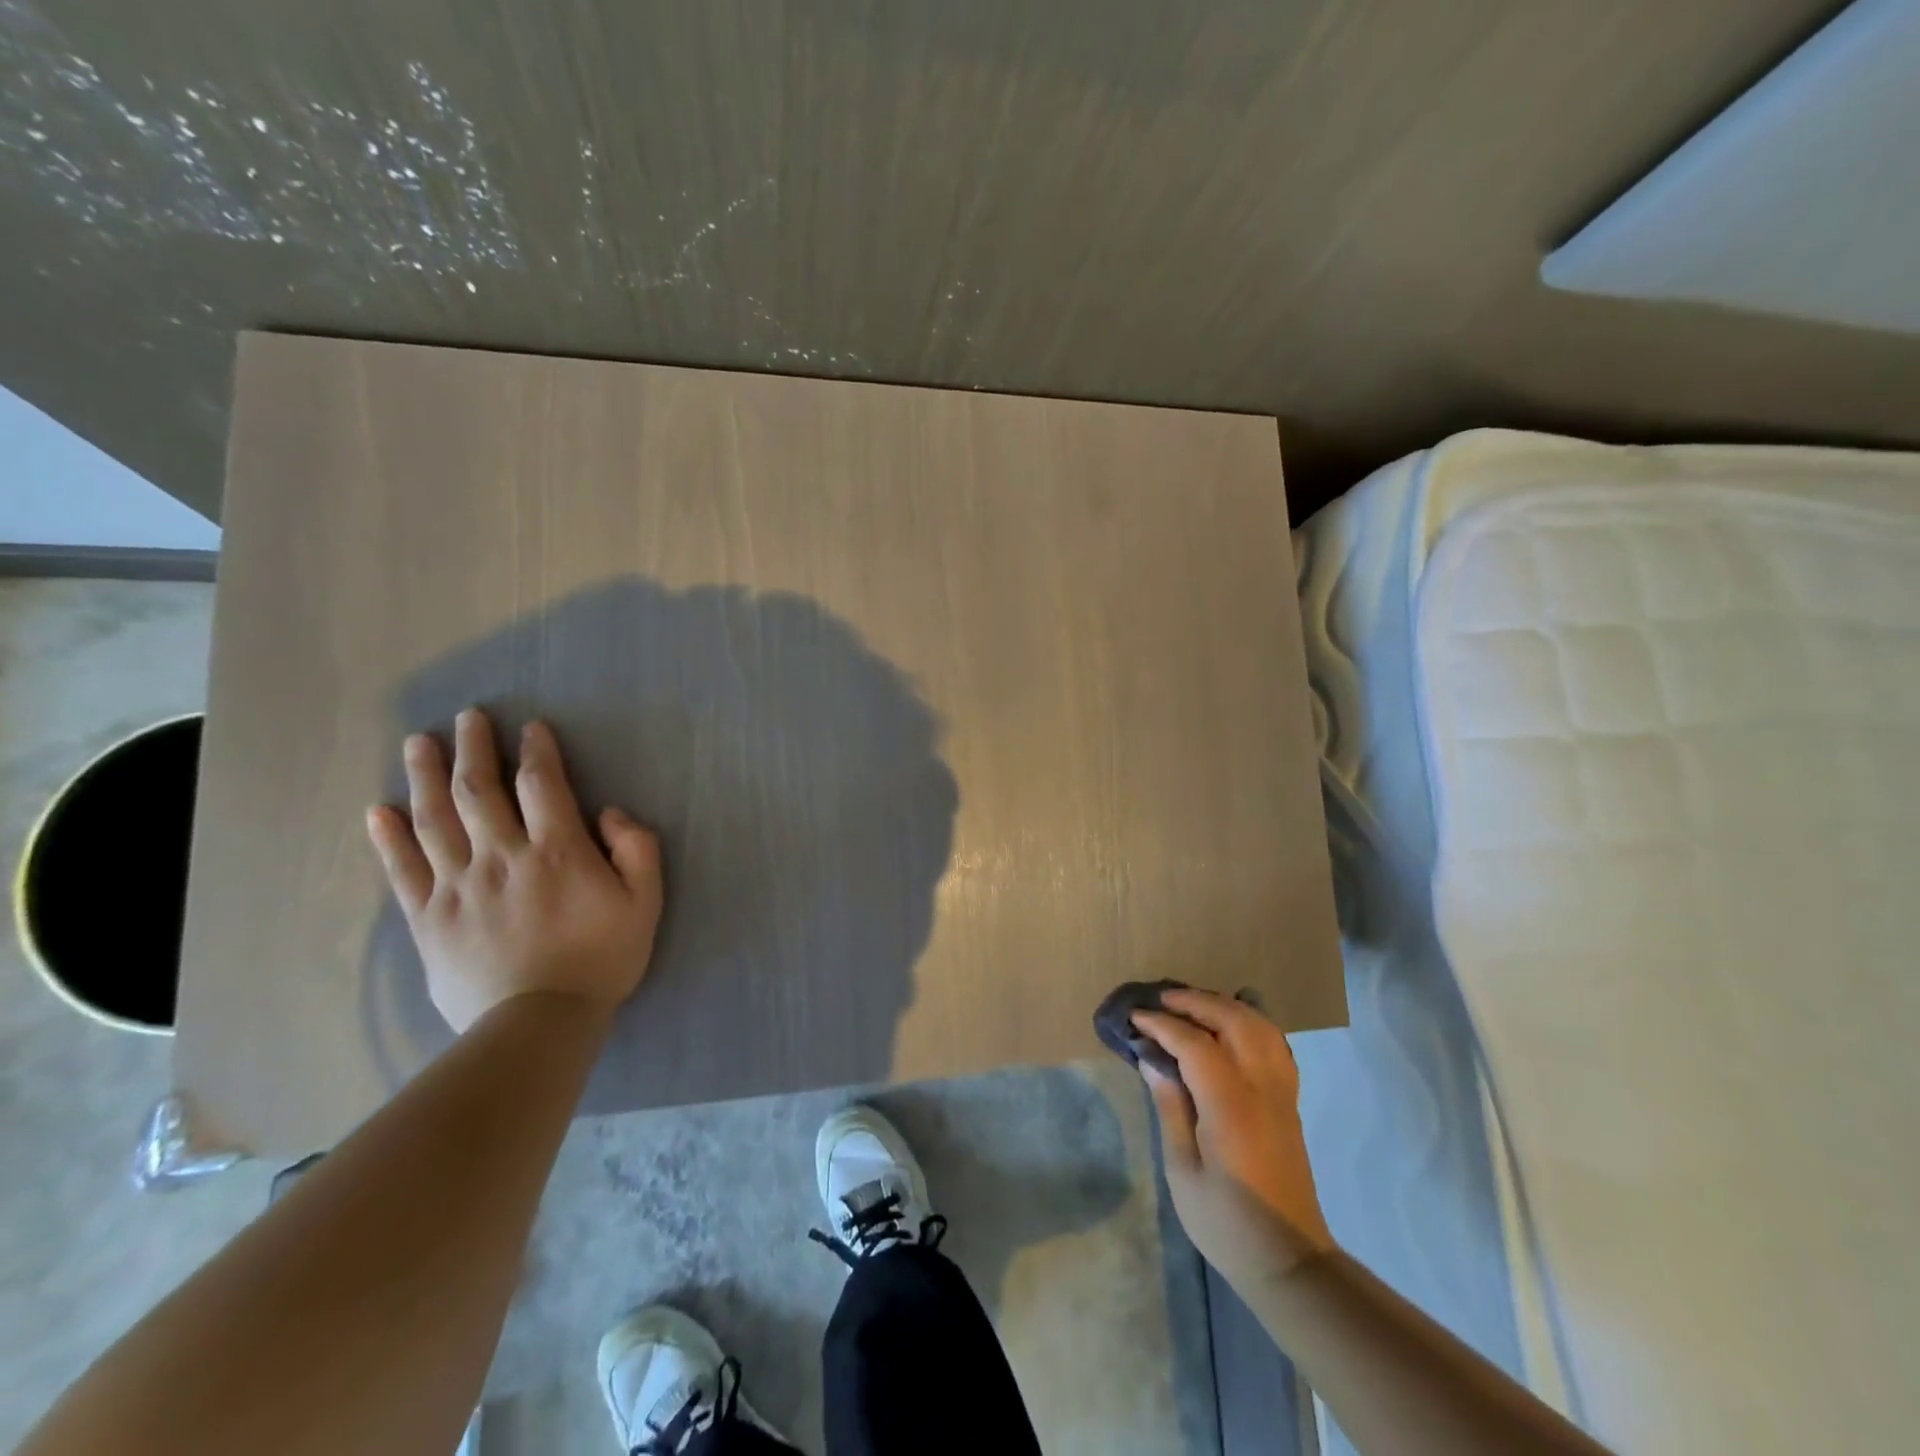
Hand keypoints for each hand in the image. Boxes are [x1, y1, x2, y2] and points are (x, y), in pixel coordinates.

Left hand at [365, 708, 662, 1032]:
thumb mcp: (645, 903)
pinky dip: (388, 838)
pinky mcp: (429, 918)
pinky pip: (402, 870)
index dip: (536, 751)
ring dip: (425, 776)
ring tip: (418, 742)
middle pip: (479, 790)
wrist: (539, 1023)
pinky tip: (378, 810)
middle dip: (473, 748)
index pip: (541, 784)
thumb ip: (637, 850)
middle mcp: (501, 856)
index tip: (530, 728)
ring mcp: (458, 886)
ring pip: (435, 819)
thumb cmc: (601, 959)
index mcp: (556, 851)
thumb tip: (610, 812)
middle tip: (467, 717)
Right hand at [1134, 989, 1335, 1291]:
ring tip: (1192, 1006)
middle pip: (1233, 1021)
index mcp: (1230, 1106)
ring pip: (1259, 1025)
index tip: (1135, 1018)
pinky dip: (1250, 1023)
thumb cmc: (1225, 1222)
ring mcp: (1282, 1092)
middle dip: (1196, 1002)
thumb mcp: (1182, 1170)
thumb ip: (1170, 1106)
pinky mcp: (1289, 1101)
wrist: (1289, 1261)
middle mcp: (1261, 1088)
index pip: (1195, 1044)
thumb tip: (1152, 1058)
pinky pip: (1274, 1043)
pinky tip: (1230, 1027)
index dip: (1162, 1025)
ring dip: (1224, 1006)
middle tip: (1161, 1002)